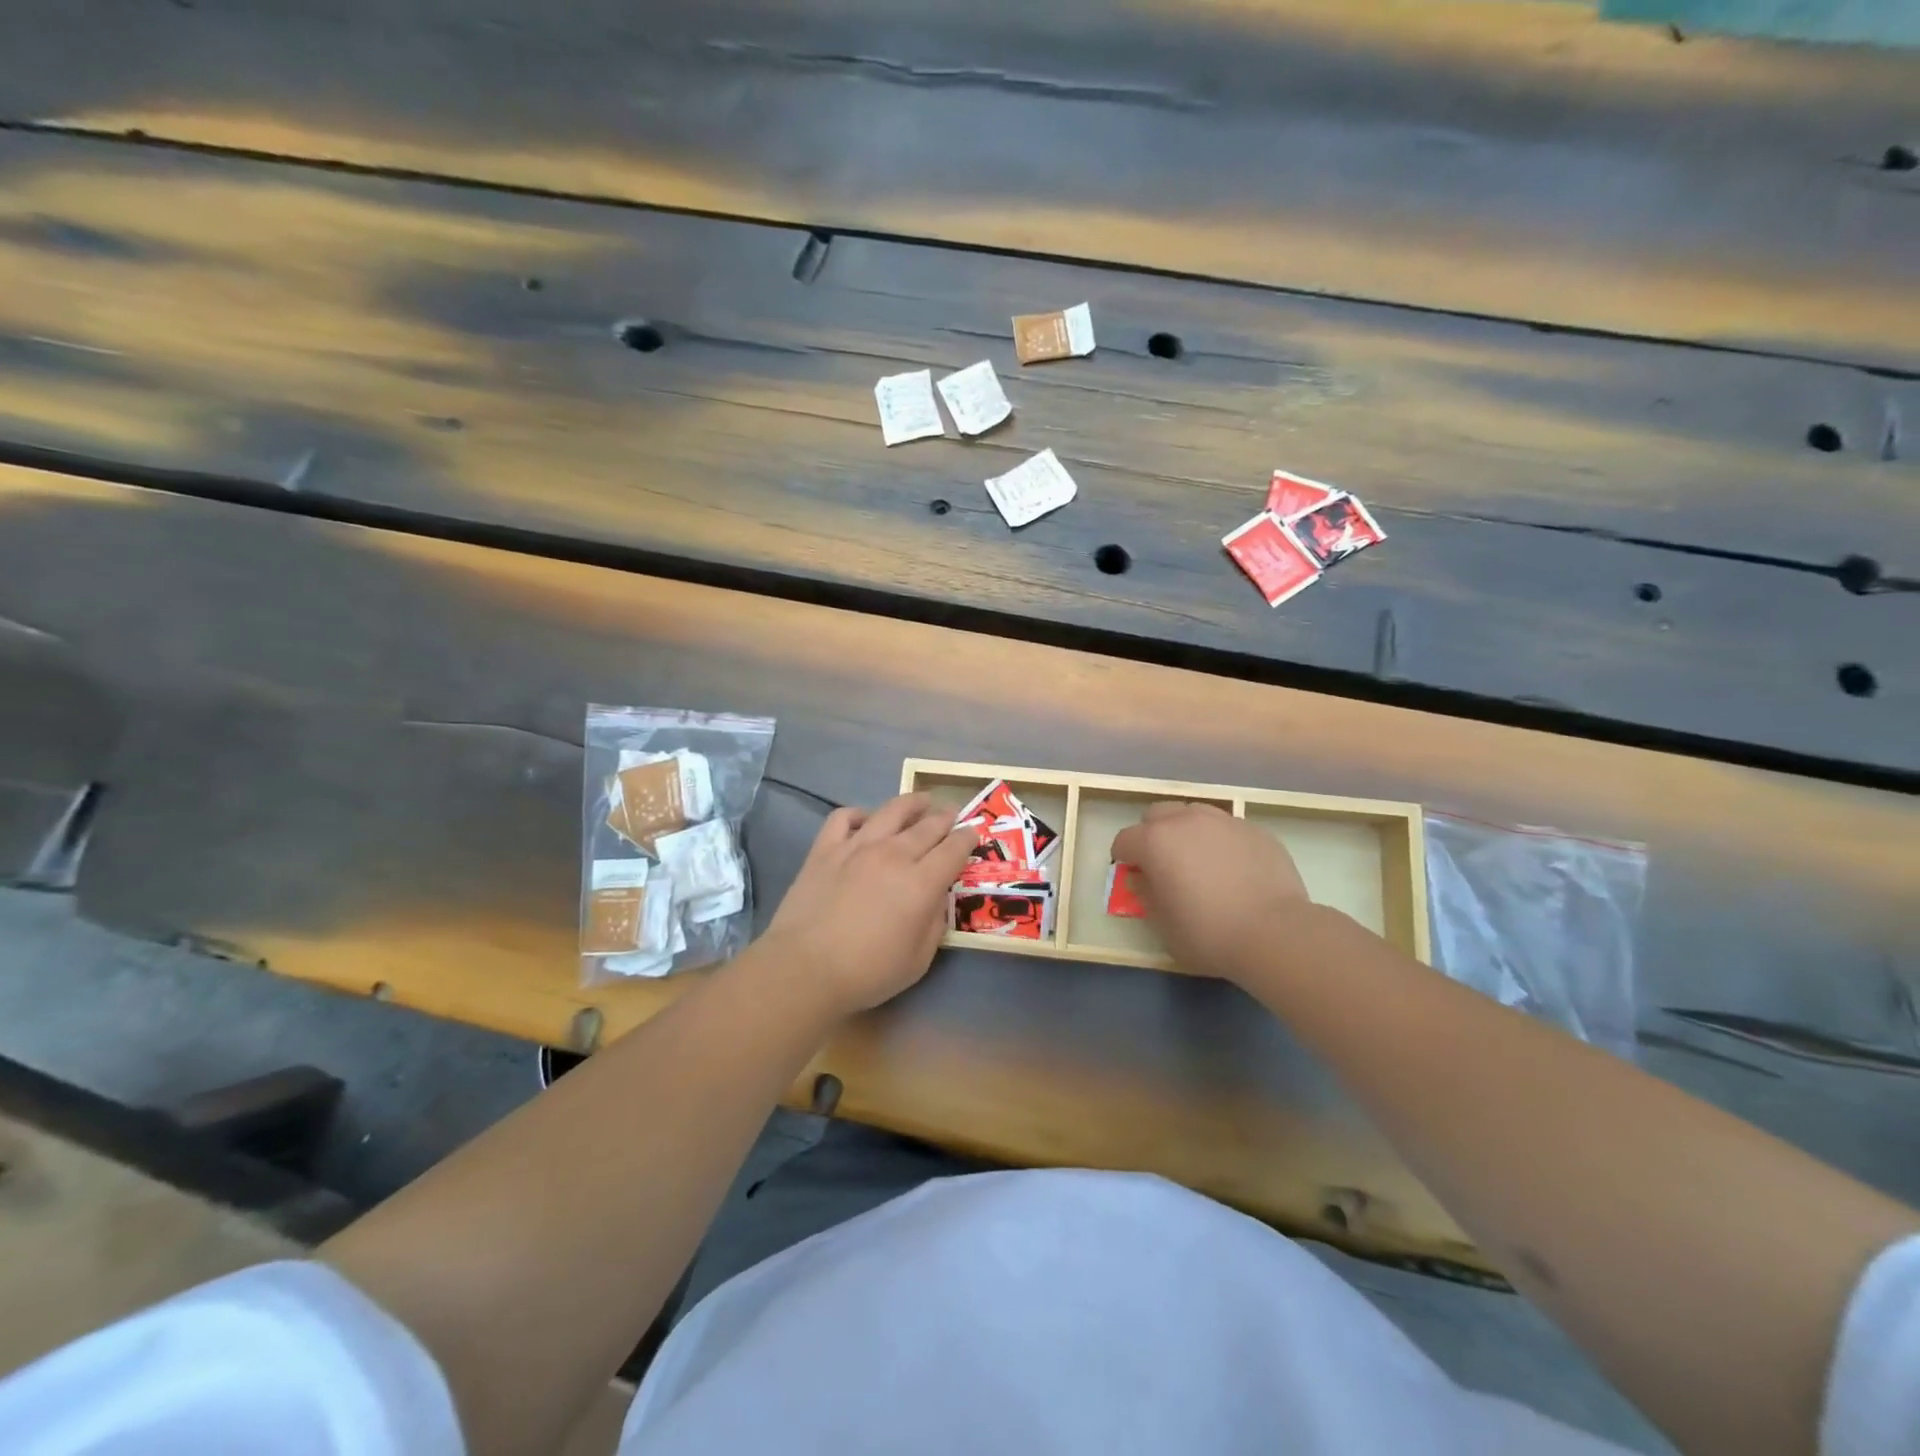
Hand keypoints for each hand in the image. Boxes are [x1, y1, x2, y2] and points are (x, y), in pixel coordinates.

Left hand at [755, 793, 976, 1017]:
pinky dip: (860, 814)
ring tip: (921, 801)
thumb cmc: (868, 972)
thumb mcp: (919, 960)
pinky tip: (866, 820)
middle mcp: (893, 855)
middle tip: (952, 813)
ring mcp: (857, 847)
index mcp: (921, 883)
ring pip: (890, 811)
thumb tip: (937, 899)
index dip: (967, 838)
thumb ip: (934, 924)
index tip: (973, 833)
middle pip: (927, 825)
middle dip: (945, 817)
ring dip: (911, 803)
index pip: (953, 849)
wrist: (805, 968)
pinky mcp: (825, 849)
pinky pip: (844, 817)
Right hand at [1110, 802, 1311, 979]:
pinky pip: (1227, 828)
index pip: (1124, 840)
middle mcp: (1186, 821)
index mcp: (1155, 841)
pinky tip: (1233, 868)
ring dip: (1187, 831)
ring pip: (1193, 814)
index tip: (1133, 876)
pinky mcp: (1256, 830)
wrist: (1275, 933)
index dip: (1124, 859)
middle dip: (1152, 834)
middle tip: (1163, 864)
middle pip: (1157, 815)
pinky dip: (1220, 841)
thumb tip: (1142, 879)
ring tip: (1199, 861)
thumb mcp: (1163, 925)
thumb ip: (1146, 895)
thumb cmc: (1208, 934)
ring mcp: (1224, 821)